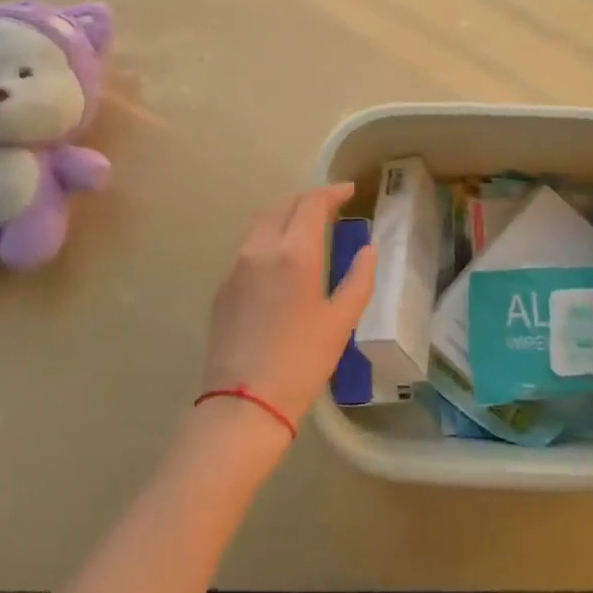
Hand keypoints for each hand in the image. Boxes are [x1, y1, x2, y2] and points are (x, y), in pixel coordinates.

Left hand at [202, 183, 375, 434]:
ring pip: (261, 223)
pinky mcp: (223, 287)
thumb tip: (368, 251)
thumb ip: (358, 279)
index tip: (349, 191)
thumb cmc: (302, 362)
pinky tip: (282, 258)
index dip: (331, 192)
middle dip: (308, 200)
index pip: (311, 204)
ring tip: (307, 226)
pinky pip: (249, 247)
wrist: (243, 402)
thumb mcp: (340, 322)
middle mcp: (260, 249)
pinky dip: (269, 238)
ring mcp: (236, 266)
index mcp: (294, 252)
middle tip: (331, 206)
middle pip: (283, 206)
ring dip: (286, 215)